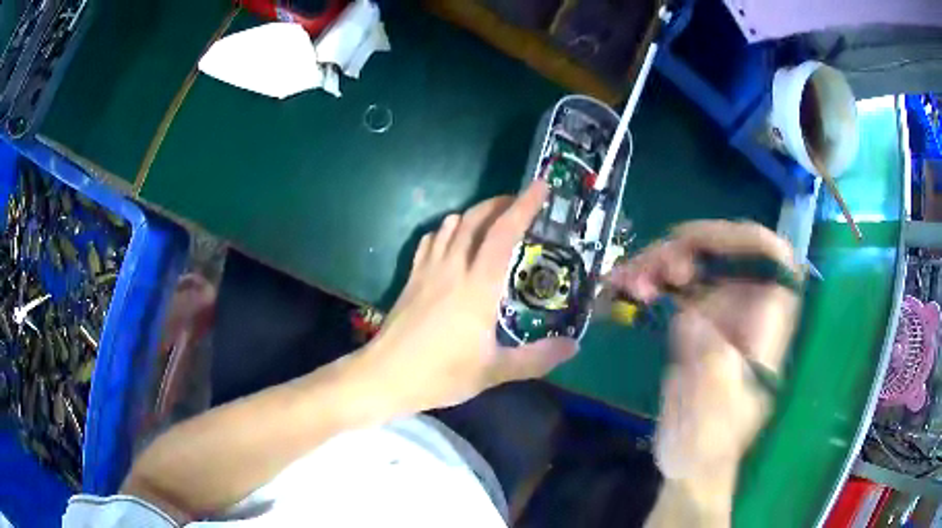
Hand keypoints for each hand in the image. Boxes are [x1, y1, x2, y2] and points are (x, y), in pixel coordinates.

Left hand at [357, 182, 578, 413]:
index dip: (523, 207)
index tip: (540, 186)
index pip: (504, 233)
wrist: (386, 375)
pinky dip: (446, 230)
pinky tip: (451, 237)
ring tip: (492, 217)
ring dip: (474, 214)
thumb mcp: (494, 371)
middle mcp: (453, 268)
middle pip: (475, 220)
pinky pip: (430, 241)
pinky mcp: (412, 278)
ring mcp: (428, 270)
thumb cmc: (441, 374)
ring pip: (451, 226)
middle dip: (499, 203)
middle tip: (520, 201)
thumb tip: (575, 346)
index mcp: (478, 286)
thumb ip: (537, 358)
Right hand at [610, 221, 800, 487]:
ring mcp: (719, 312)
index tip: (700, 244)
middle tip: (654, 269)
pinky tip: (624, 286)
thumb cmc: (712, 437)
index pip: (772, 257)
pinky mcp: (693, 322)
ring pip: (695, 263)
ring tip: (628, 280)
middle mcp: (746, 308)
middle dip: (688, 249)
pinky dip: (648, 280)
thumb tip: (690, 314)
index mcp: (766, 323)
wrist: (690, 461)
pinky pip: (672, 286)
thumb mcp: (715, 399)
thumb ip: (711, 352)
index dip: (742, 238)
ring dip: (660, 262)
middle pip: (726, 251)